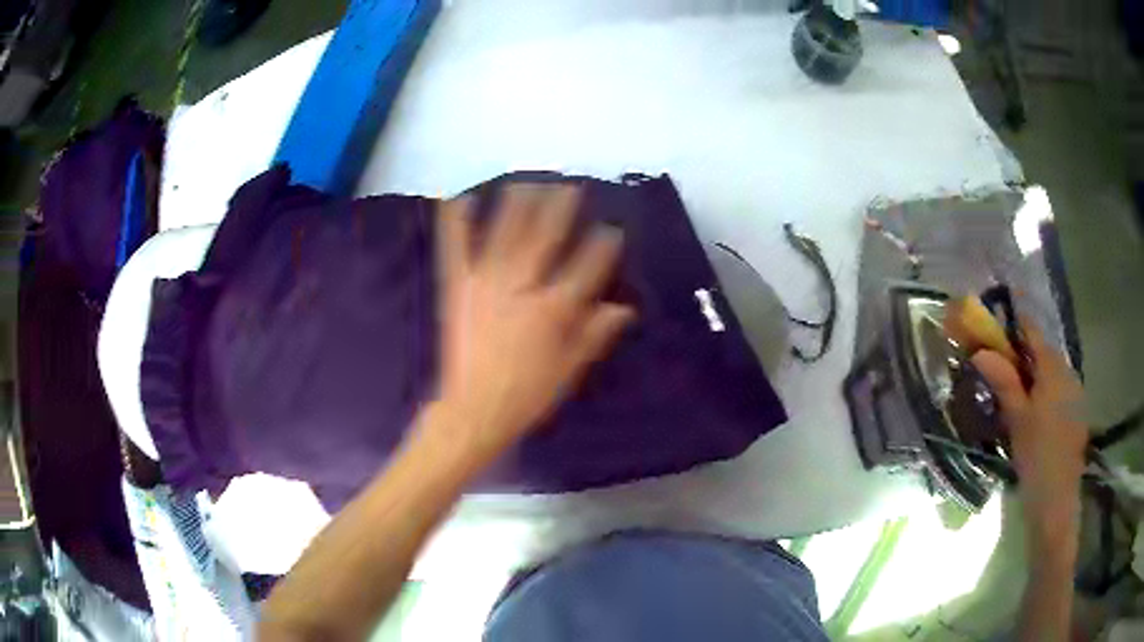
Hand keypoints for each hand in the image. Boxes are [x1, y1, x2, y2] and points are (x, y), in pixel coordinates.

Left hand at [429, 184, 635, 464]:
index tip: (611, 229)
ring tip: (525, 182)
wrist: (474, 409)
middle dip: (560, 208)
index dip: (602, 245)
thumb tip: (624, 308)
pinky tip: (458, 199)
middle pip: (545, 237)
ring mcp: (487, 282)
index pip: (587, 266)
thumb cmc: (528, 394)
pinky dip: (455, 223)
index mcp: (555, 309)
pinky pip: (456, 249)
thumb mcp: (570, 369)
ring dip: (517, 204)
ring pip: (504, 233)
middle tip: (569, 187)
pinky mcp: (458, 287)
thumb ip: (595, 333)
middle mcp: (523, 286)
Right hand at [971, 323, 1087, 554]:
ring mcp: (1075, 392)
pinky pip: (1058, 390)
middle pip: (1042, 352)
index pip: (1032, 332)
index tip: (994, 323)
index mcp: (1053, 368)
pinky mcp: (1076, 412)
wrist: (1056, 500)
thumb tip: (981, 350)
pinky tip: (1033, 414)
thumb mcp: (1016, 419)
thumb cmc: (1036, 457)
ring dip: (1032, 374)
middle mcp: (1067, 371)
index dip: (1013, 324)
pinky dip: (1043, 391)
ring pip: (1050, 372)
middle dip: (1021, 354)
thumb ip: (1003, 381)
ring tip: (1014, 394)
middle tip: (998, 367)